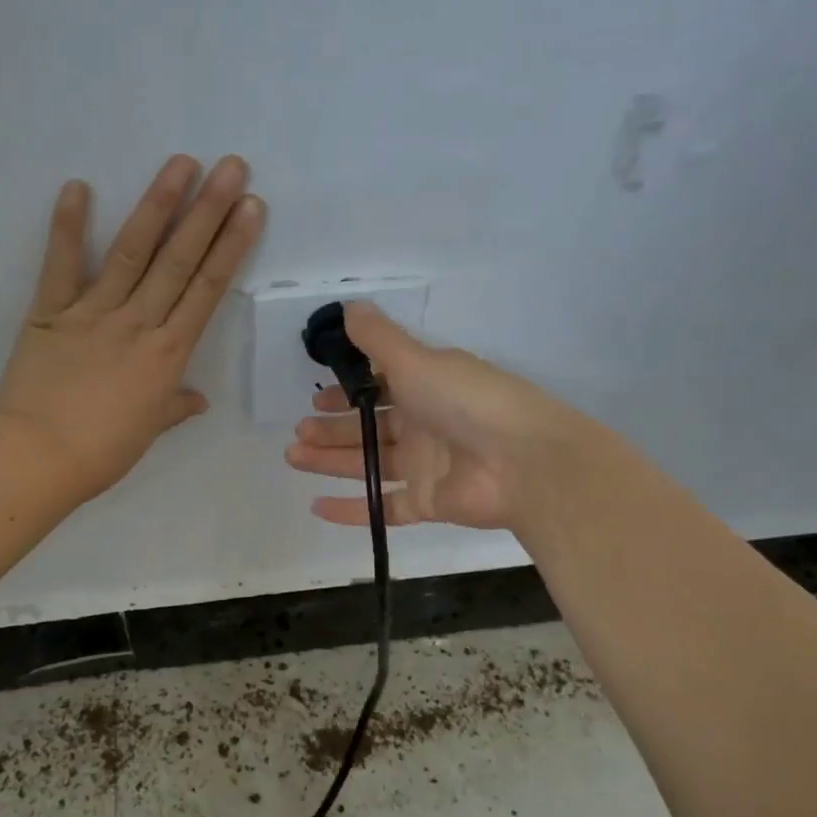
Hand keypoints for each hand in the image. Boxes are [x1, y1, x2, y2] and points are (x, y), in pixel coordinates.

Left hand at [0, 155, 264, 500]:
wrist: (40, 458)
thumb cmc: (102, 451)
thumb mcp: (149, 429)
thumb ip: (175, 406)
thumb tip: (198, 400)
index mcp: (168, 353)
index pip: (208, 289)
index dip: (232, 245)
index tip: (251, 208)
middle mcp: (138, 323)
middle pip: (180, 260)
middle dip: (209, 211)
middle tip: (231, 166)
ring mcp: (94, 313)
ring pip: (132, 252)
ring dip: (158, 205)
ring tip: (181, 163)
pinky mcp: (51, 312)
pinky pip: (60, 265)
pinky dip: (67, 227)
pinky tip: (78, 186)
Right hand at [284, 303, 582, 532]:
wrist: (523, 462)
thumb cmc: (466, 401)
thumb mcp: (417, 360)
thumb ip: (378, 338)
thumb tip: (348, 307)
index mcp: (426, 387)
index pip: (379, 388)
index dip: (346, 394)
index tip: (315, 399)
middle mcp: (425, 425)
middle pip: (369, 428)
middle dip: (331, 430)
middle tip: (297, 435)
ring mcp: (427, 467)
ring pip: (369, 464)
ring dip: (331, 462)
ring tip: (293, 459)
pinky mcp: (429, 504)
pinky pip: (384, 507)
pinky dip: (353, 508)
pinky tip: (317, 507)